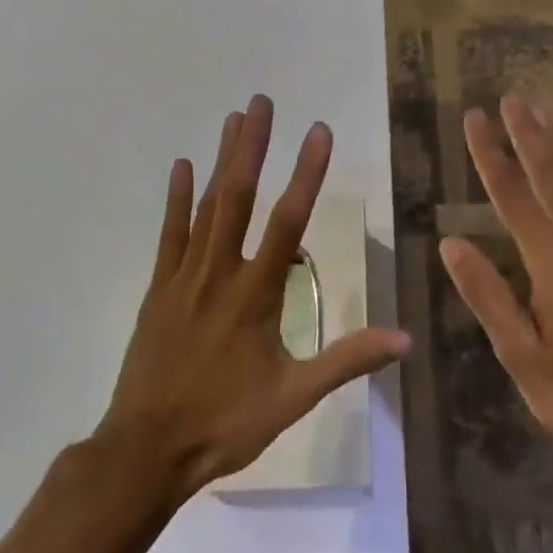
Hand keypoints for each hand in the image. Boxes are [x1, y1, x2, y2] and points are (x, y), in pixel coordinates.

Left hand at [96, 94, 409, 502]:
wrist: (147, 451)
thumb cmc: (225, 423)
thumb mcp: (294, 398)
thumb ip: (347, 361)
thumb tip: (405, 337)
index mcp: (255, 295)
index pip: (288, 222)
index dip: (306, 174)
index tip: (318, 132)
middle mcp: (218, 273)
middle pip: (239, 198)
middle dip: (253, 146)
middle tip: (263, 101)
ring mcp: (183, 278)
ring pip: (206, 207)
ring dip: (222, 161)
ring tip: (234, 118)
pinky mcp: (158, 290)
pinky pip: (169, 235)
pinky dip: (177, 199)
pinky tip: (182, 166)